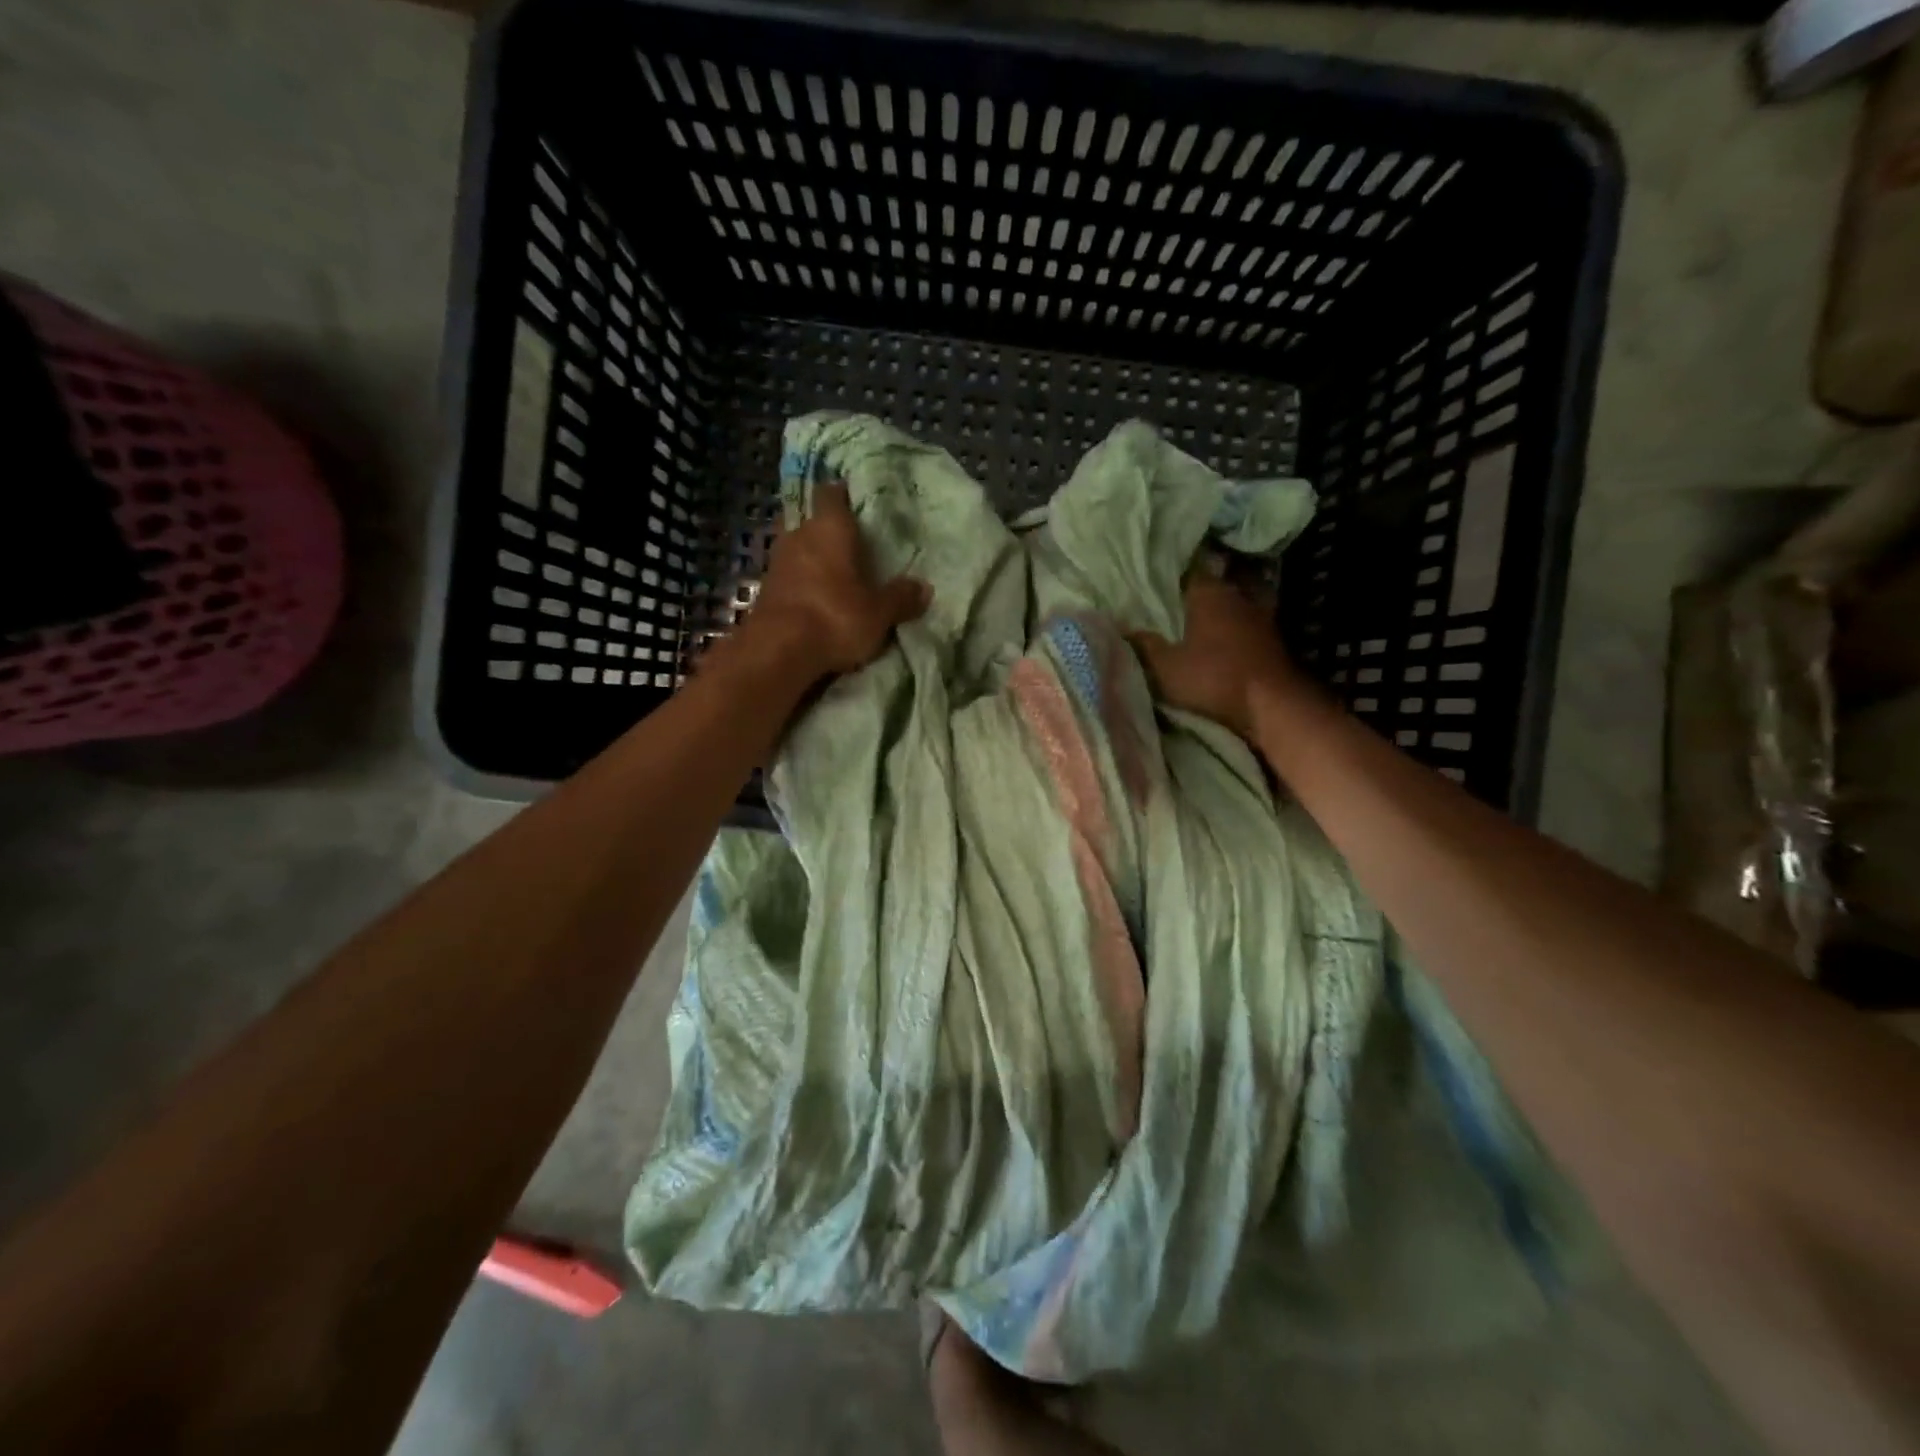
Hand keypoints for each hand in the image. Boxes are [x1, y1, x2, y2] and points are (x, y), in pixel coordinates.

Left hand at [739, 481, 929, 683]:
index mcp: (829, 527)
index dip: (845, 495)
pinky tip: (819, 600)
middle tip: (856, 548)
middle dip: (833, 534)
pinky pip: (791, 578)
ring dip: (817, 562)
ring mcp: (778, 562)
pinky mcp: (765, 590)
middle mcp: (799, 535)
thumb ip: (900, 598)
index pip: (833, 494)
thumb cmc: (834, 617)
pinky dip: (804, 585)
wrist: (777, 652)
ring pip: (802, 551)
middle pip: (816, 524)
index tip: (858, 502)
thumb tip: (924, 588)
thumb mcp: (879, 613)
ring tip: (840, 577)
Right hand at [1128, 575, 1300, 738]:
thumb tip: (1121, 627)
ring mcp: (1260, 617)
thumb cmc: (1213, 678)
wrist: (1272, 704)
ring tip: (1197, 627)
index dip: (1171, 578)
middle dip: (1194, 598)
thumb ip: (1143, 645)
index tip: (1156, 585)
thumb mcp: (1165, 667)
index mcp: (1208, 593)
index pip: (1188, 572)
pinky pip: (1246, 628)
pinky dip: (1234, 634)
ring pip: (1231, 608)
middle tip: (1173, 607)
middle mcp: (1236, 596)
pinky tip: (1223, 645)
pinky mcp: (1274, 640)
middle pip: (1212, 589)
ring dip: (1217, 617)